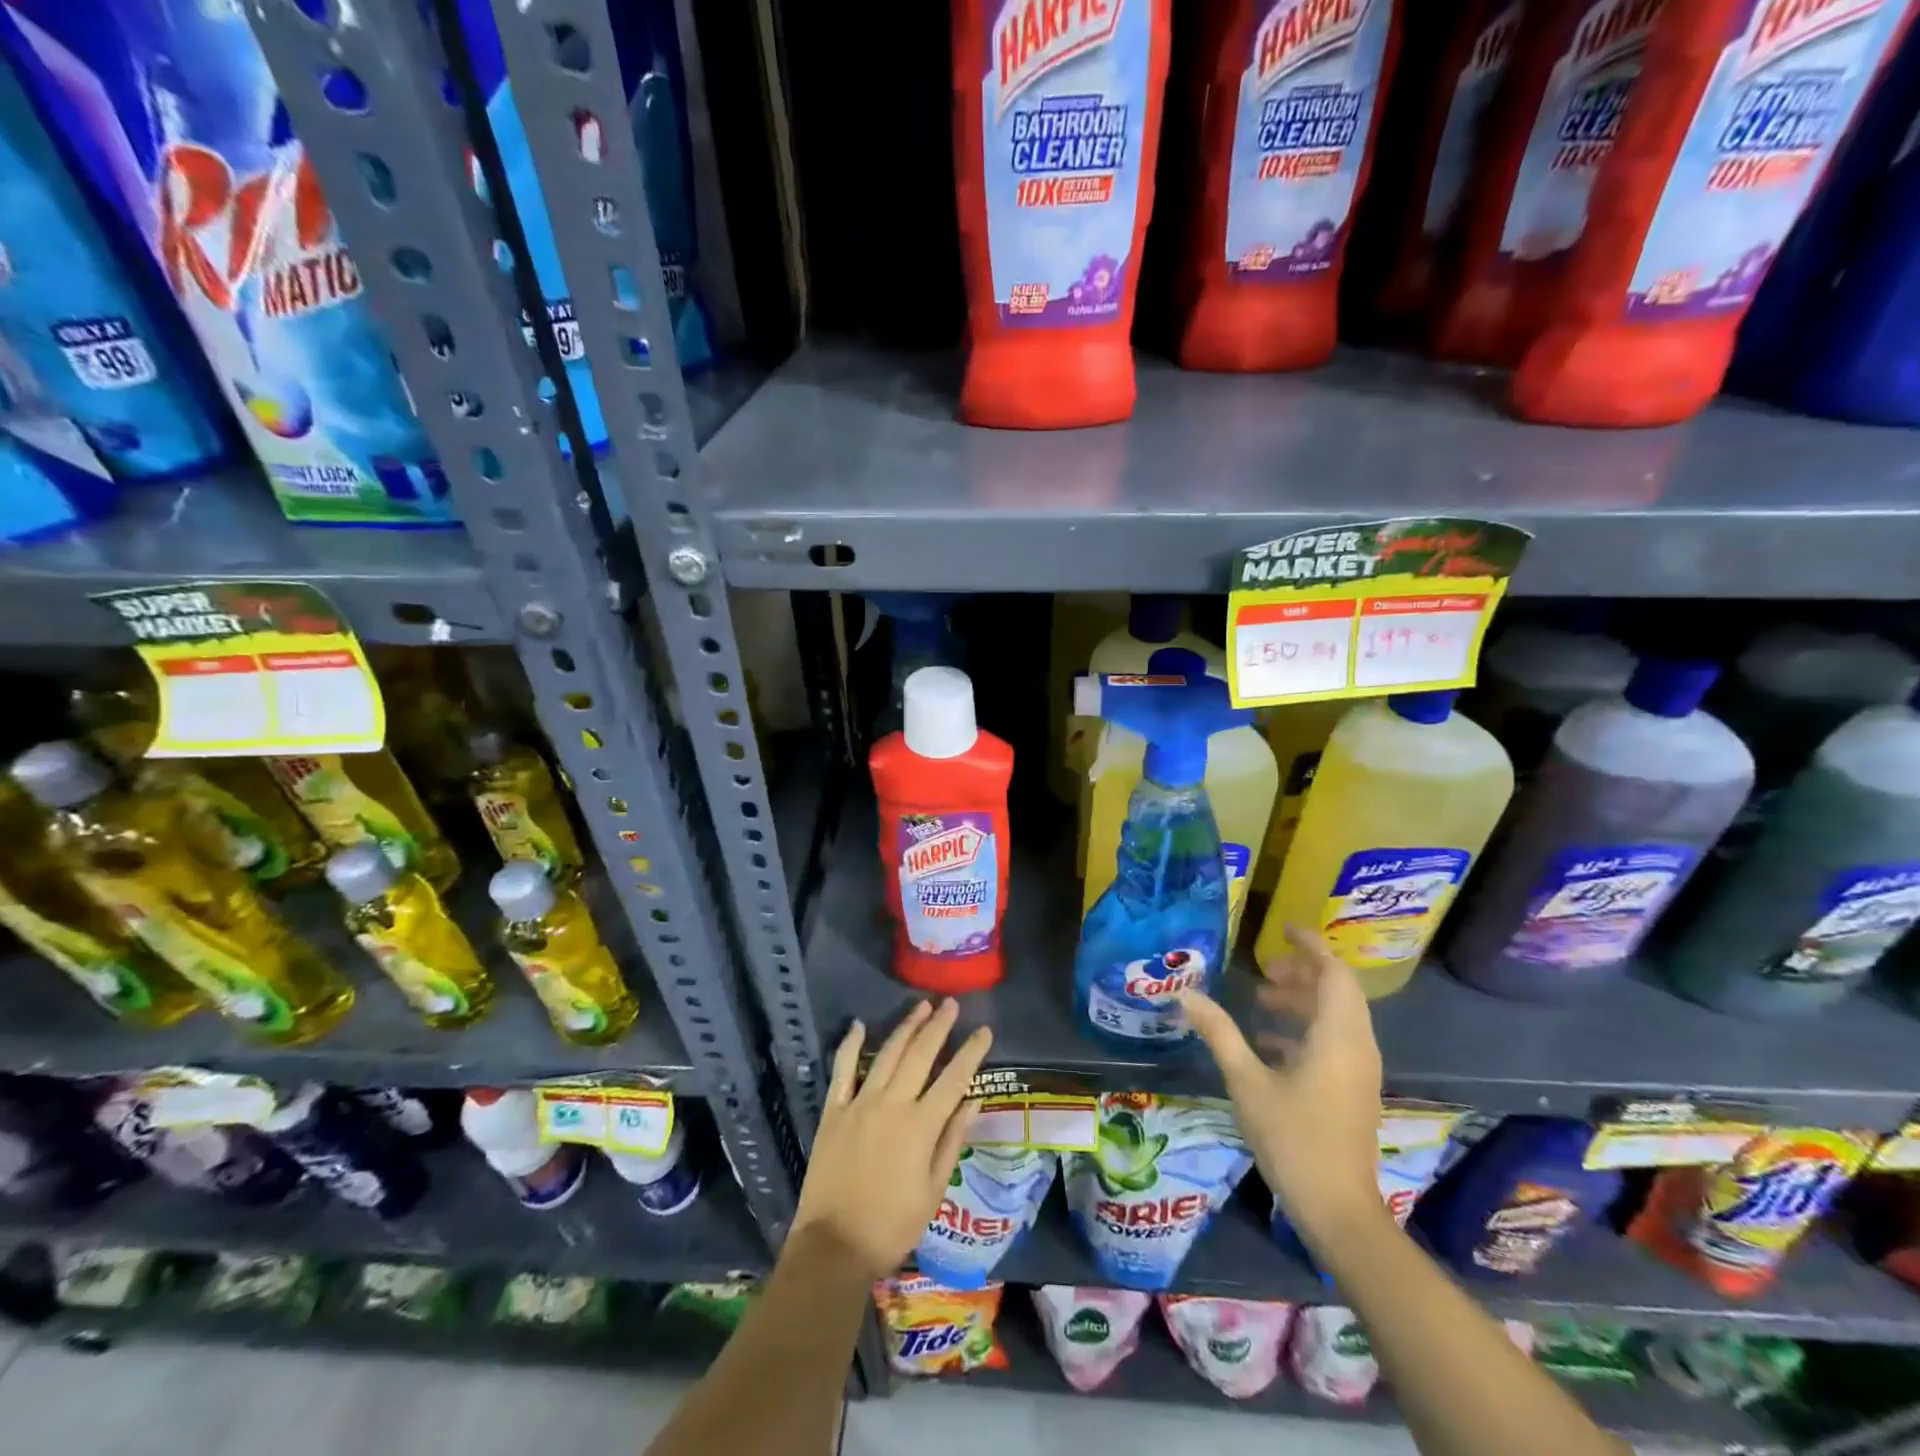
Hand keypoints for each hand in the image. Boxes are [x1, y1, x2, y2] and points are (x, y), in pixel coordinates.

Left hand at [791, 999, 993, 1281]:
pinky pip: (842, 1069)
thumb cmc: (892, 1226)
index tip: (984, 1030)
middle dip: (939, 1026)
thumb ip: (952, 1141)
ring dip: (906, 1027)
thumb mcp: (933, 1191)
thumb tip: (974, 1101)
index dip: (971, 1052)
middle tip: (952, 1004)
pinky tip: (860, 1025)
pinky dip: (850, 1045)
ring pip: (887, 1054)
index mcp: (920, 1126)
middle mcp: (892, 1104)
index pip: (954, 1079)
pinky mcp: (834, 1110)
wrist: (833, 1246)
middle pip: (920, 1055)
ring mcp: (859, 1103)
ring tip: (921, 1006)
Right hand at [1180, 924, 1383, 1238]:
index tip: (1282, 929)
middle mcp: (1356, 1046)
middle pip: (1337, 992)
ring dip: (1302, 1002)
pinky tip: (1268, 1044)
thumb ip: (1219, 1033)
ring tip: (1260, 1000)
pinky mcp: (1352, 1090)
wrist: (1339, 1210)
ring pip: (1336, 1017)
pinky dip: (1305, 1030)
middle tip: (1263, 971)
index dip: (1311, 946)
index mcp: (1337, 1036)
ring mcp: (1358, 1071)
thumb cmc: (1293, 1138)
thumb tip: (1185, 994)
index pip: (1333, 973)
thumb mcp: (1247, 1081)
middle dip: (1302, 973)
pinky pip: (1334, 1042)